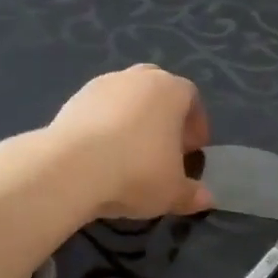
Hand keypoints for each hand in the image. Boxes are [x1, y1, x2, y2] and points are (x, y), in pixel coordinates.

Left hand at [47, 65, 212, 219]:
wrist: (71, 167)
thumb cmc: (137, 172)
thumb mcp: (173, 192)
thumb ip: (192, 194)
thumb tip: (207, 199)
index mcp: (171, 90)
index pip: (191, 98)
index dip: (196, 125)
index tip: (193, 151)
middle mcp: (138, 78)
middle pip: (158, 91)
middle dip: (164, 117)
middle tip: (164, 148)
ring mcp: (102, 84)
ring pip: (126, 98)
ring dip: (133, 120)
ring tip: (130, 154)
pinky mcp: (73, 99)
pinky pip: (99, 110)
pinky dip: (105, 126)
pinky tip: (102, 155)